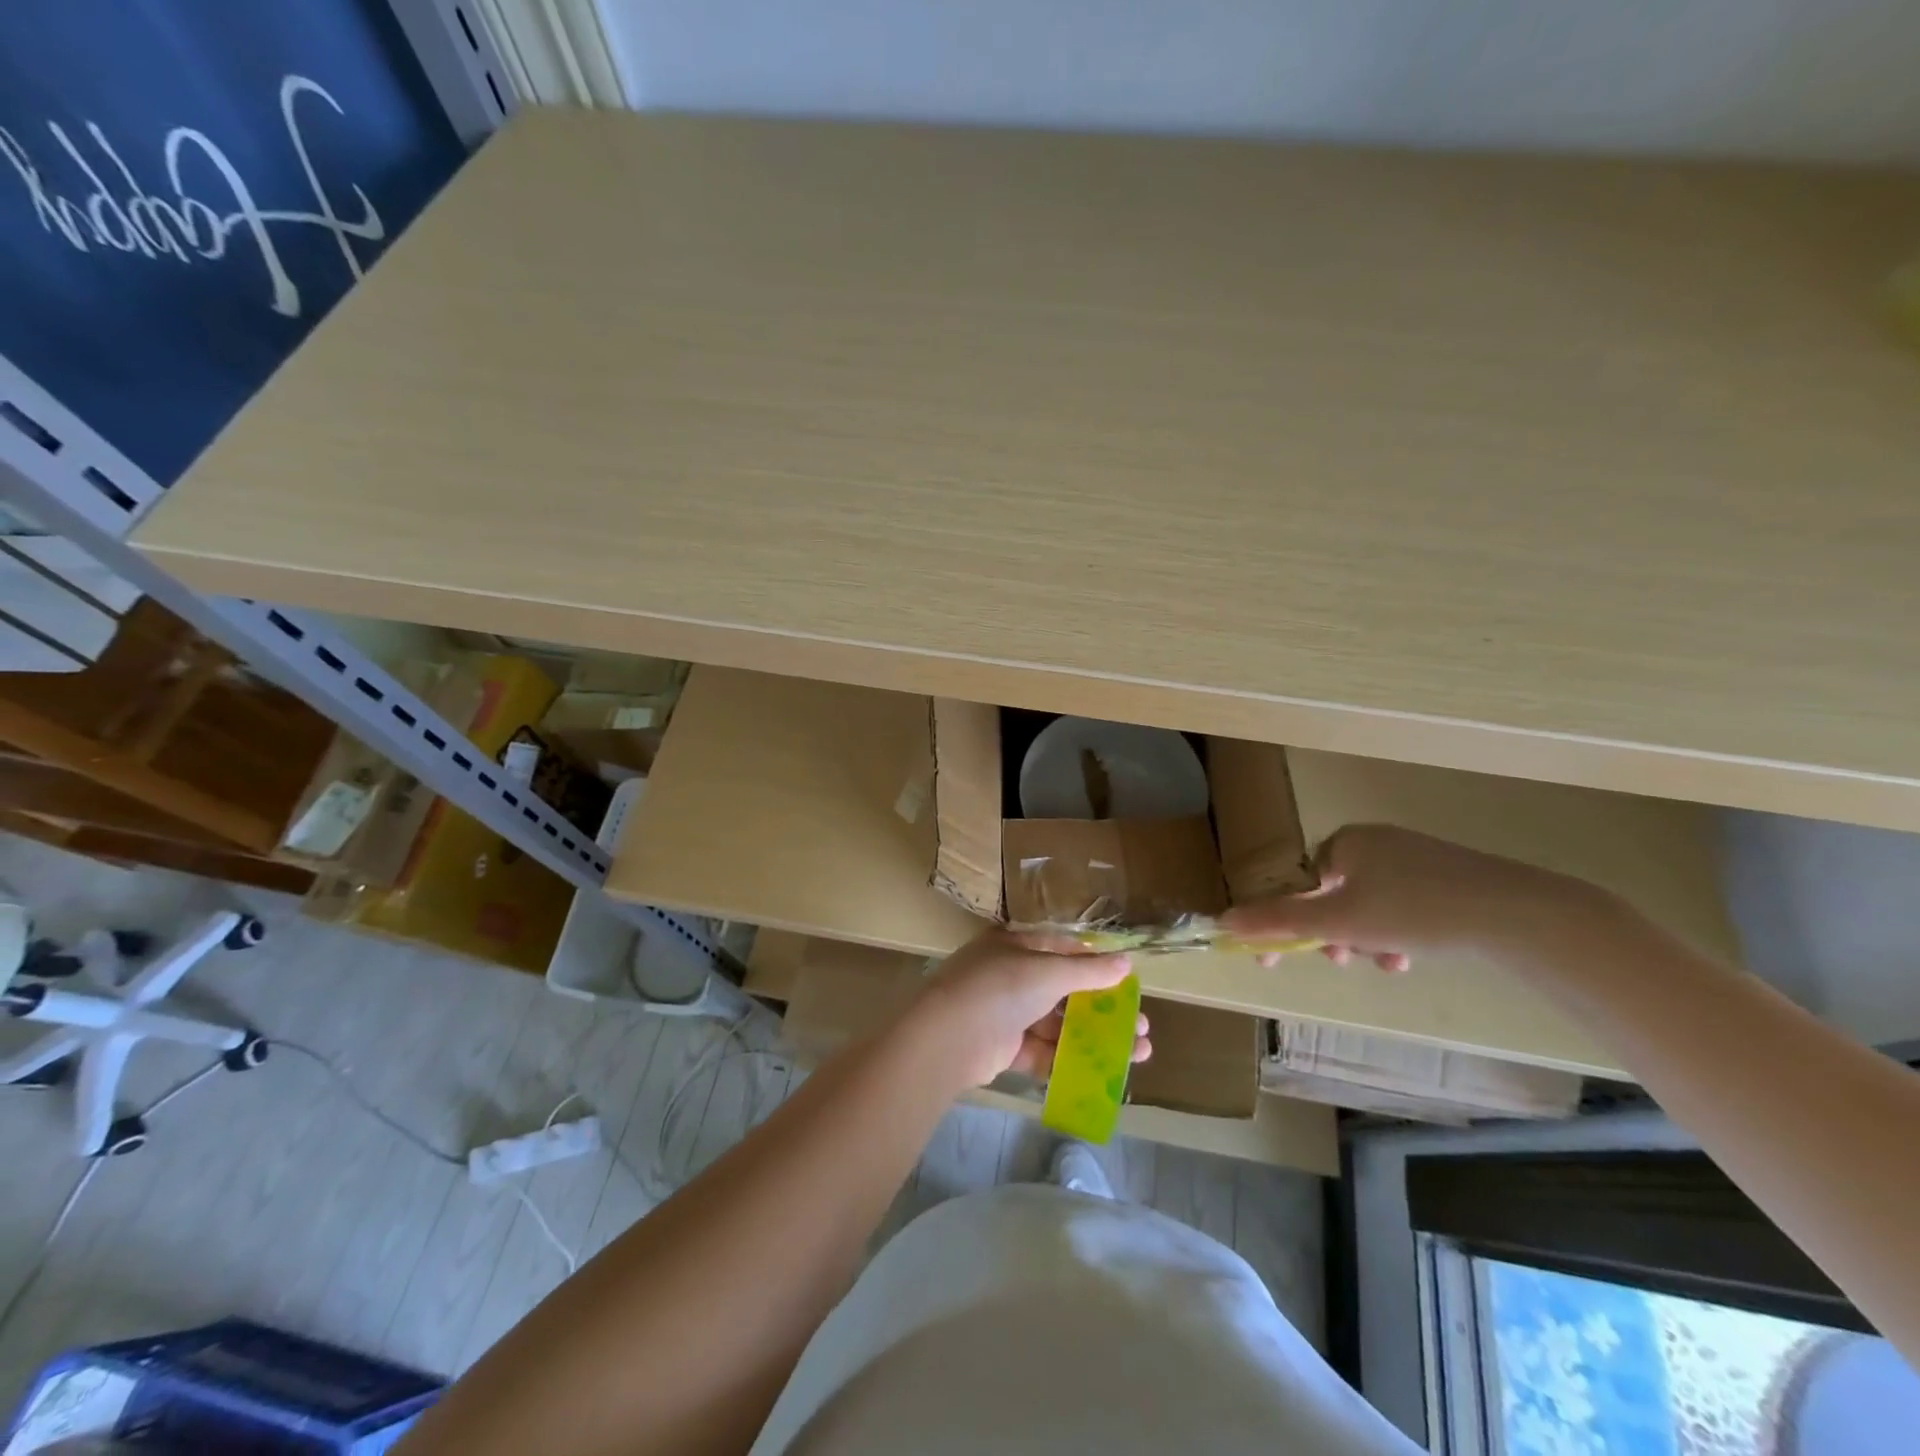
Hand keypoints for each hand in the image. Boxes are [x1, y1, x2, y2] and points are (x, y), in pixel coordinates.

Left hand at [905, 929, 1151, 1089]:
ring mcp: (1006, 1013)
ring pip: (1058, 1024)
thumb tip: (1126, 962)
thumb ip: (1088, 971)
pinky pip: (1043, 1051)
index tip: (1126, 981)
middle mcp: (1009, 975)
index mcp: (1015, 945)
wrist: (949, 1036)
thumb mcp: (1049, 971)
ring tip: (1136, 1052)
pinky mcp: (1004, 1048)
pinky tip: (1103, 1072)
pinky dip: (1071, 1059)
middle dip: (1103, 1008)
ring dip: (1094, 1037)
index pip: (1061, 949)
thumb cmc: (1000, 987)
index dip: (1095, 963)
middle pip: (1064, 990)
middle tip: (1141, 1025)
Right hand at [1221, 824, 1571, 972]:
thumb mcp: (1338, 921)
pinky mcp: (1447, 876)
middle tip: (1341, 960)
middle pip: (1332, 896)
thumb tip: (1222, 920)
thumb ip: (1278, 920)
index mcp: (1345, 842)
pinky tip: (1410, 956)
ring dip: (1365, 938)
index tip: (1276, 959)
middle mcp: (1375, 842)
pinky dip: (1397, 932)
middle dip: (1332, 934)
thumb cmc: (1414, 910)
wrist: (1517, 912)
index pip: (1296, 883)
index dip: (1283, 922)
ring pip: (1368, 905)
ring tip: (1385, 962)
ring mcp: (1414, 857)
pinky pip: (1402, 905)